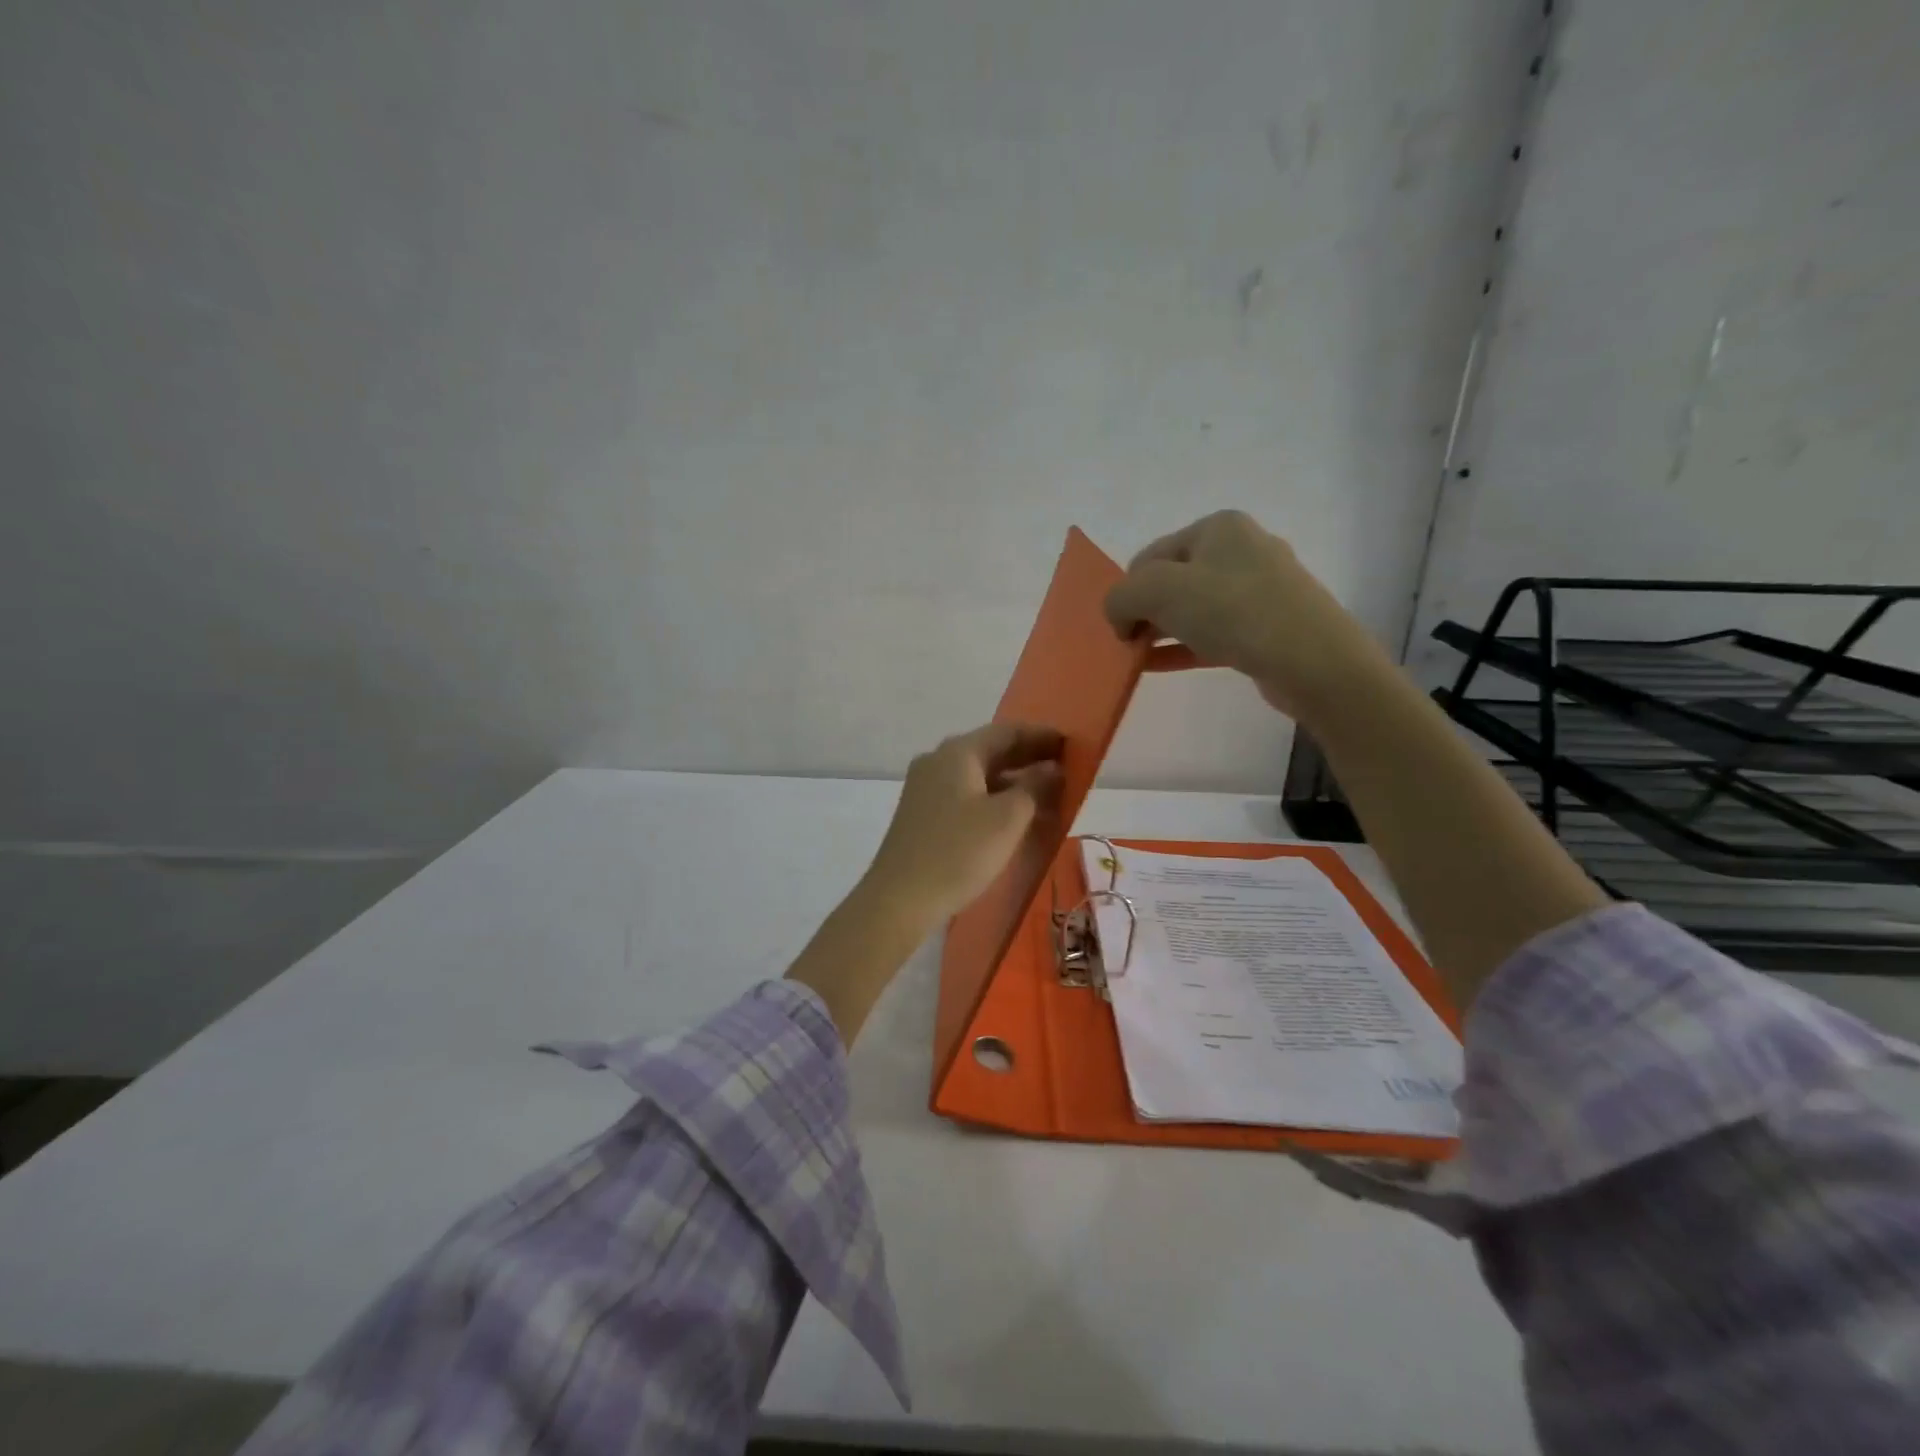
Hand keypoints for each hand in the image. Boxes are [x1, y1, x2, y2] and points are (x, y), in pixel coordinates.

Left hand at [860, 722, 1064, 925]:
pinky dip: (992, 797)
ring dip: (1011, 780)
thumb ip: (1034, 787)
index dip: (1041, 736)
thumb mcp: (1007, 819)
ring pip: (977, 774)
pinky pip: (965, 794)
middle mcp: (937, 761)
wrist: (899, 899)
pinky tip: (1011, 816)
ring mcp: (924, 787)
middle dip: (1028, 757)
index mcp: (957, 752)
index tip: (1071, 744)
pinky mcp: (921, 814)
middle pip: (990, 750)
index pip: (1007, 731)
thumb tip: (1051, 769)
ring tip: (1045, 794)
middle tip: (1064, 768)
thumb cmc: (958, 852)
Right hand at [1104, 510, 1390, 722]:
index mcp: (1218, 527)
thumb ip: (1122, 596)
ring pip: (1194, 608)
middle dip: (1145, 611)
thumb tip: (1119, 617)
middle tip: (1129, 643)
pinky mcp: (1269, 626)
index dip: (1127, 590)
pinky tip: (1160, 666)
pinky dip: (1184, 647)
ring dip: (1162, 631)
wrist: (1312, 660)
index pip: (1151, 555)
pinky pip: (1213, 633)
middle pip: (1173, 580)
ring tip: (1140, 658)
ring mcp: (1260, 589)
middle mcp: (1242, 549)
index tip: (1119, 628)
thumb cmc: (1233, 611)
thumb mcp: (1158, 591)